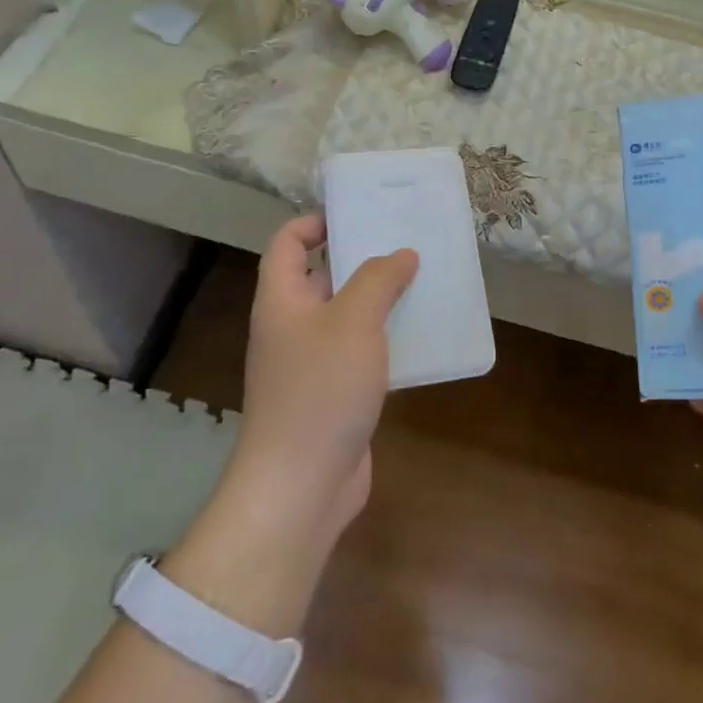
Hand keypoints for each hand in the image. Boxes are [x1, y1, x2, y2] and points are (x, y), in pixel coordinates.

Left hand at [229, 215, 418, 551]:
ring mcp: (311, 364)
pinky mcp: (333, 395)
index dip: (314, 222)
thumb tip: (401, 255)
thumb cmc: (320, 390)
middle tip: (403, 242)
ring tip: (421, 280)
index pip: (286, 244)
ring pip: (345, 316)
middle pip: (320, 277)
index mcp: (281, 300)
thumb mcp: (353, 321)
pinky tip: (420, 334)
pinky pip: (360, 352)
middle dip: (358, 257)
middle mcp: (291, 326)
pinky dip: (385, 339)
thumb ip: (378, 279)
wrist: (300, 487)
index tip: (357, 214)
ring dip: (378, 299)